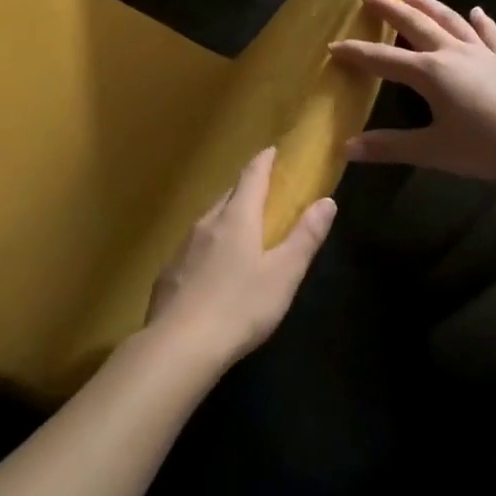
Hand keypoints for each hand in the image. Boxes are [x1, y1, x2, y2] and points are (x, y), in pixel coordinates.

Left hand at [144, 147, 335, 371]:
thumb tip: (327, 200)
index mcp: (237, 218)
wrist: (178, 346)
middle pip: (227, 196)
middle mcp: (207, 223)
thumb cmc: (240, 307)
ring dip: (224, 217)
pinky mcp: (168, 273)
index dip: (264, 161)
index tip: (271, 150)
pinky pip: (192, 247)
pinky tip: (211, 267)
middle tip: (260, 190)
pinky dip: (207, 245)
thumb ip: (305, 237)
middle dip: (244, 188)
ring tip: (238, 226)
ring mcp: (183, 247)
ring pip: (208, 220)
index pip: (252, 177)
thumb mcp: (284, 274)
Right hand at [329, 0, 495, 191]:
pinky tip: (477, 12)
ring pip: (450, 21)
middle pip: (416, 25)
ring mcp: (483, 53)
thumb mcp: (433, 151)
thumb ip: (389, 147)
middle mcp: (453, 53)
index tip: (334, 45)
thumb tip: (346, 149)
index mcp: (430, 73)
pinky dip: (481, 22)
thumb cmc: (487, 147)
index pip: (383, 60)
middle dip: (390, 10)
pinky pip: (491, 35)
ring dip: (429, 5)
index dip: (357, 53)